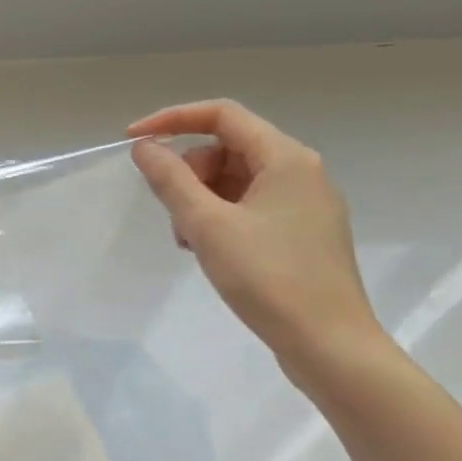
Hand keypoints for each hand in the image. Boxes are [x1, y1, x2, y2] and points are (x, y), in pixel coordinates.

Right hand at [127, 100, 382, 369]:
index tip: (132, 141)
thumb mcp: (207, 224)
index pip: (221, 115)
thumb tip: (144, 147)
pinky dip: (219, 217)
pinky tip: (208, 250)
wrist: (329, 345)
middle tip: (173, 213)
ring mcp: (304, 204)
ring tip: (189, 240)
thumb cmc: (267, 278)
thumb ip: (170, 179)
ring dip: (200, 199)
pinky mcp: (301, 233)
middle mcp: (300, 172)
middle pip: (226, 148)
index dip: (172, 119)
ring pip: (234, 179)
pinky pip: (248, 205)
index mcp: (286, 159)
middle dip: (188, 172)